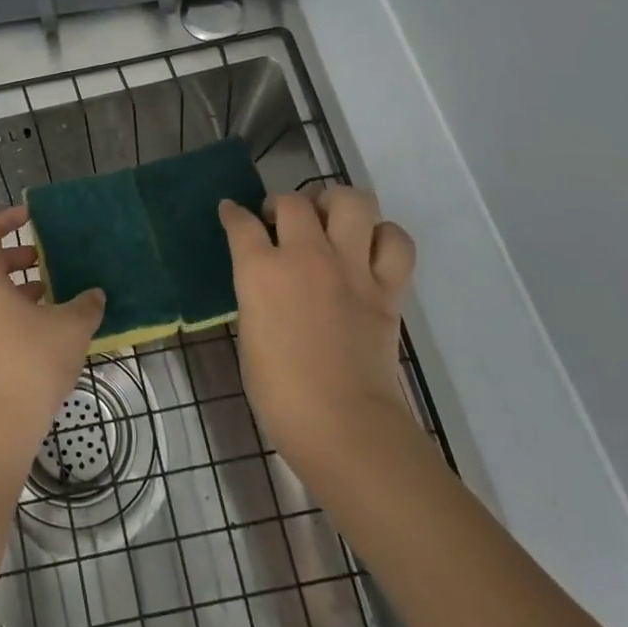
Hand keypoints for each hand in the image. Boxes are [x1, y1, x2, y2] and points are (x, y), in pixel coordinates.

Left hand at [0, 206, 104, 462]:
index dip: (7, 218)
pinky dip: (12, 309)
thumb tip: (95, 295)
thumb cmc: (31, 360)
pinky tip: (45, 326)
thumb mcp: (71, 326)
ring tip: (52, 292)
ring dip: (17, 286)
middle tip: (45, 258)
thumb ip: (86, 304)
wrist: (0, 421)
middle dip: (17, 256)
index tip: (31, 216)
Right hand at [218, 188, 416, 479]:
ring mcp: (351, 268)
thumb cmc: (280, 392)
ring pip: (351, 201)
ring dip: (335, 204)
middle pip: (293, 202)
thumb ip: (258, 295)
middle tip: (281, 223)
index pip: (241, 224)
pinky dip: (384, 236)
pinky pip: (396, 240)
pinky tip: (369, 249)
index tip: (231, 212)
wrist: (343, 425)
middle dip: (281, 205)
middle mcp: (306, 256)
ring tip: (328, 220)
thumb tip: (267, 282)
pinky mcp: (387, 287)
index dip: (232, 214)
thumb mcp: (250, 334)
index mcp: (261, 271)